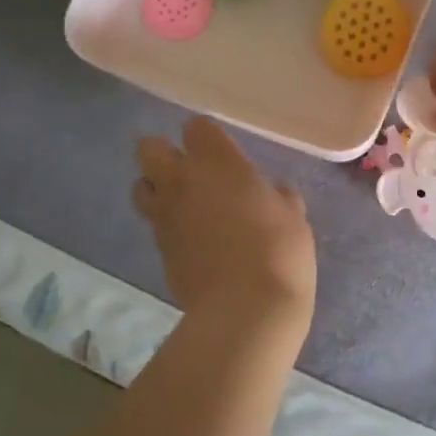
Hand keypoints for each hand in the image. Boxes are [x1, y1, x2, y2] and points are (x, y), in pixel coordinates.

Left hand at [135, 117, 316, 329]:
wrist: (244, 309)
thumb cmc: (279, 252)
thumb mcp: (294, 218)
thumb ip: (278, 197)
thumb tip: (273, 193)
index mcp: (218, 163)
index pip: (196, 127)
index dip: (207, 137)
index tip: (223, 152)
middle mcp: (182, 181)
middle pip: (149, 148)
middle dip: (164, 153)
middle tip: (191, 171)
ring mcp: (164, 215)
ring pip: (140, 186)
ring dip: (157, 188)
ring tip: (184, 204)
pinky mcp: (158, 248)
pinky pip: (154, 223)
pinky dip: (166, 224)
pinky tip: (191, 239)